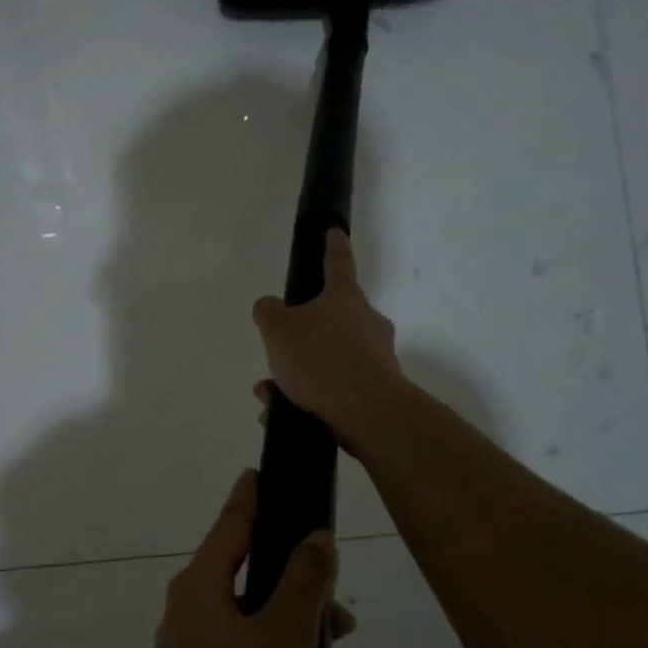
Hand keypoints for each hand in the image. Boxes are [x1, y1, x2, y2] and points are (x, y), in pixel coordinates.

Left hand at [127, 471, 371, 647]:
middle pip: (262, 587)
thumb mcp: (282, 640)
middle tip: (346, 629)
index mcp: (204, 586)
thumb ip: (305, 583)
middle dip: (311, 610)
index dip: (256, 494)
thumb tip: (315, 537)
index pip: (234, 521)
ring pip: (271, 645)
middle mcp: (197, 615)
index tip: (271, 470)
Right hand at [252, 229, 406, 454]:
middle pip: (332, 318)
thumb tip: (270, 307)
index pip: (338, 263)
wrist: (368, 413)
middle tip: (278, 353)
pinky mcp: (378, 390)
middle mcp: (367, 322)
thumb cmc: (321, 359)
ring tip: (271, 394)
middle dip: (302, 336)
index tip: (334, 233)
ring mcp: (377, 357)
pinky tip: (285, 414)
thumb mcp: (278, 330)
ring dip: (300, 373)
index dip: (332, 246)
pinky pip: (336, 388)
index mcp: (345, 298)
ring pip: (330, 357)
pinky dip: (311, 397)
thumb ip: (268, 312)